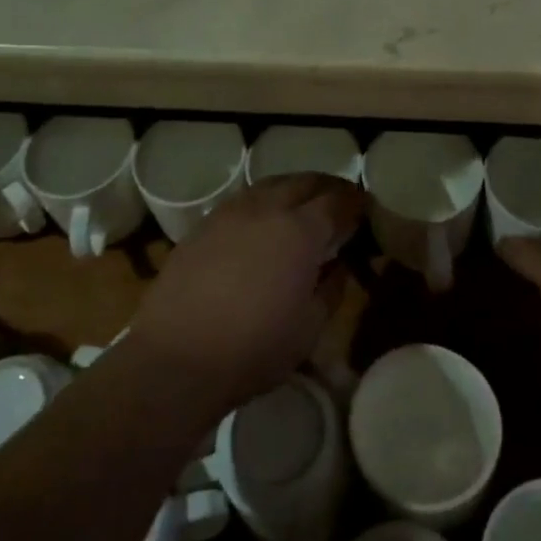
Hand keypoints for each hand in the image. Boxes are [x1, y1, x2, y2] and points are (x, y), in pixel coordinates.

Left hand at [127, 173, 362, 418]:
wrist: (176, 358)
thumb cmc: (253, 349)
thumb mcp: (309, 329)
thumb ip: (331, 290)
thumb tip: (339, 267)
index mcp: (300, 231)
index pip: (337, 201)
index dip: (355, 201)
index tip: (365, 207)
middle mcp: (267, 209)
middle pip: (304, 182)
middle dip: (328, 186)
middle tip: (340, 199)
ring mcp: (230, 213)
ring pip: (271, 184)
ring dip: (294, 188)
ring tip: (303, 204)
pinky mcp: (203, 225)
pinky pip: (243, 200)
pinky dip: (263, 201)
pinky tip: (263, 221)